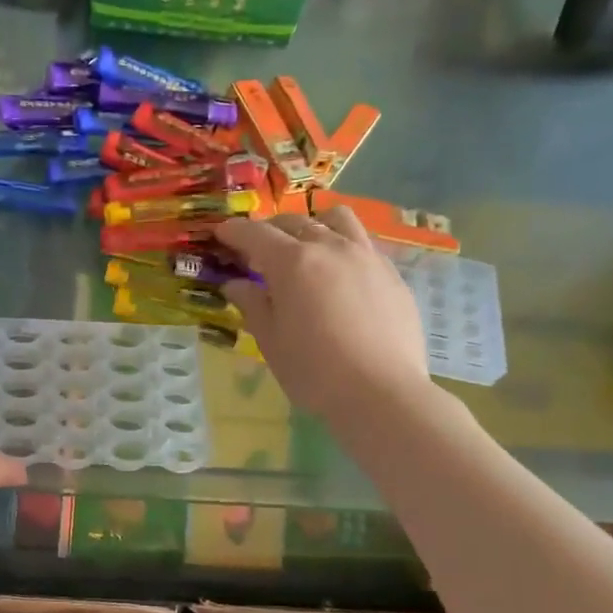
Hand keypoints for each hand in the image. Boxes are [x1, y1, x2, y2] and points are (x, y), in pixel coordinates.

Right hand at [215, 208, 433, 422]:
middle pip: (294, 221)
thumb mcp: (271, 340)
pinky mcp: (391, 273)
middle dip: (270, 229)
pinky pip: (362, 243)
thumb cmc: (314, 371)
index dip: (234, 231)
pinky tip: (339, 275)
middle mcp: (330, 247)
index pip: (255, 233)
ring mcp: (366, 256)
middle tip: (257, 251)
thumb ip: (252, 304)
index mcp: (292, 262)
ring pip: (336, 220)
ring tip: (305, 246)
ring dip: (312, 225)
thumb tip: (236, 284)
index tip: (221, 234)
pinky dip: (342, 247)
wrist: (382, 392)